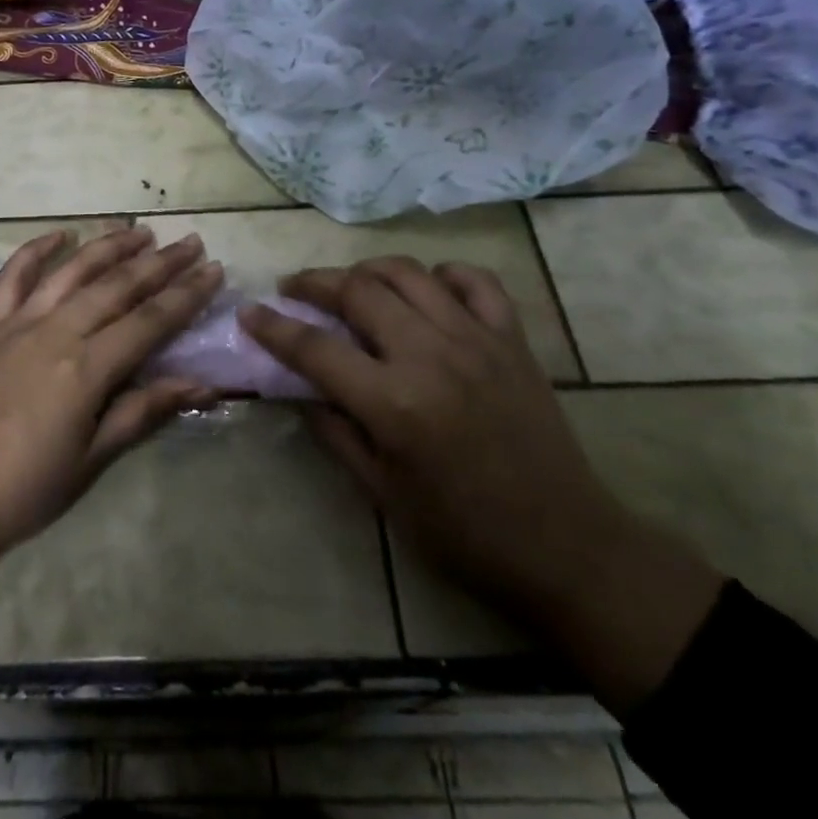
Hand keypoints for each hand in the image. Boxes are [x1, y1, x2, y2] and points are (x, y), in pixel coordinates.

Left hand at [0, 227, 223, 562]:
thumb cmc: (24, 488)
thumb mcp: (92, 459)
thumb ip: (144, 412)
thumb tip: (202, 385)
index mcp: (86, 368)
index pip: (150, 320)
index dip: (186, 294)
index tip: (214, 270)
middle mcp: (56, 332)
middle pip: (117, 286)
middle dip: (159, 262)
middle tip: (190, 242)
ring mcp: (18, 323)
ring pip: (72, 271)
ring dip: (108, 246)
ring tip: (139, 230)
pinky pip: (13, 277)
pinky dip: (36, 250)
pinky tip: (61, 235)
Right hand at [241, 257, 620, 616]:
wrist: (567, 548)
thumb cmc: (464, 534)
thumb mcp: (383, 495)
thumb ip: (335, 433)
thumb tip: (301, 390)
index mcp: (394, 404)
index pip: (316, 348)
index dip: (274, 327)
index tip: (250, 312)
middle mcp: (431, 356)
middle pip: (358, 291)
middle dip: (315, 282)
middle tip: (294, 288)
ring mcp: (476, 340)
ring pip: (408, 273)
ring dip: (368, 270)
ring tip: (350, 284)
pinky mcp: (512, 339)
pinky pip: (475, 281)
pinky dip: (443, 274)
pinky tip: (427, 291)